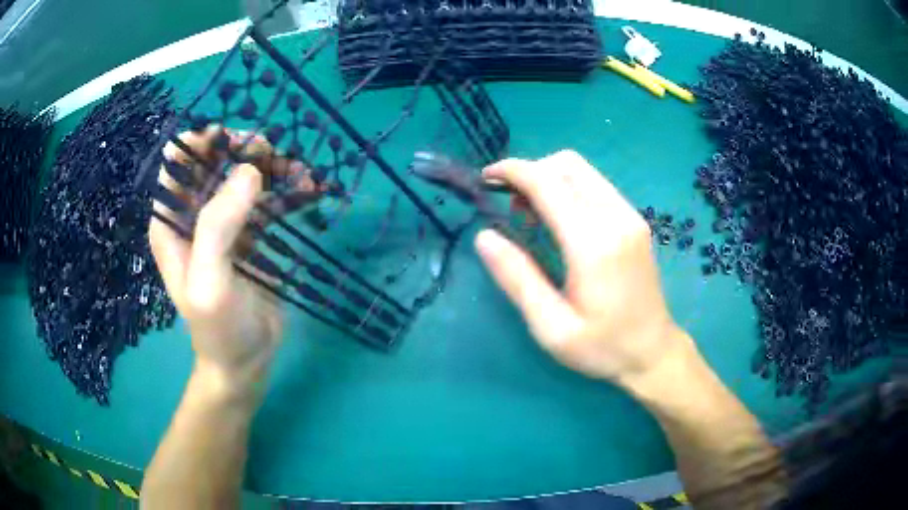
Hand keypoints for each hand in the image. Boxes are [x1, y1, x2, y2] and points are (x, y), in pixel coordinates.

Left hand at [149, 128, 287, 396]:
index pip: (177, 164)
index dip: (200, 142)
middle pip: (214, 163)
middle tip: (272, 152)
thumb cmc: (218, 328)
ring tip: (299, 171)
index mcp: (172, 222)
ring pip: (244, 177)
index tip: (232, 138)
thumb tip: (249, 170)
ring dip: (271, 167)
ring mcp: (224, 223)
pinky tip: (309, 188)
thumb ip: (219, 225)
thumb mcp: (211, 281)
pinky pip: (267, 201)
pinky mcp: (251, 234)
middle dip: (241, 151)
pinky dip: (287, 190)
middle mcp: (194, 215)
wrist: (246, 361)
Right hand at [475, 150, 690, 387]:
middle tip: (512, 208)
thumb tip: (484, 236)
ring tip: (533, 216)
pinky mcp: (635, 220)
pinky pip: (596, 186)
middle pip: (567, 165)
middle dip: (531, 172)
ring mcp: (630, 215)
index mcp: (593, 242)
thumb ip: (517, 278)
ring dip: (550, 179)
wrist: (653, 352)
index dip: (512, 171)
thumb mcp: (551, 326)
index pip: (547, 182)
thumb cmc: (602, 347)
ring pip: (583, 171)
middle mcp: (615, 217)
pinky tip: (561, 221)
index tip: (485, 179)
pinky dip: (570, 189)